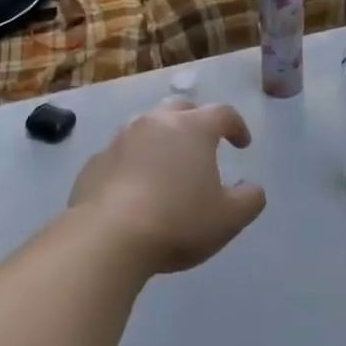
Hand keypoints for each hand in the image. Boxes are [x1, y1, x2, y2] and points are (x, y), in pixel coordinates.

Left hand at [70, 100, 266, 274]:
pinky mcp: (94, 162)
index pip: (223, 113)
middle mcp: (154, 123)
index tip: (242, 145)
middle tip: (204, 144)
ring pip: (146, 127)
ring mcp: (119, 140)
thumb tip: (251, 187)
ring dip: (161, 139)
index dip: (237, 126)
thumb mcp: (229, 218)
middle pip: (180, 109)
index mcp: (192, 129)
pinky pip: (121, 154)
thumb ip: (250, 198)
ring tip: (168, 164)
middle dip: (196, 121)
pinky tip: (135, 187)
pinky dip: (133, 162)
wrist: (108, 237)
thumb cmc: (177, 222)